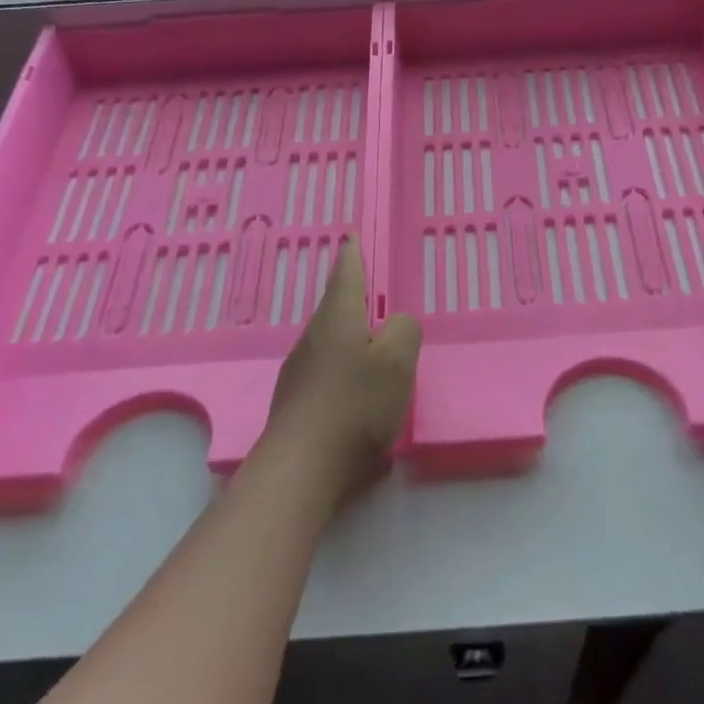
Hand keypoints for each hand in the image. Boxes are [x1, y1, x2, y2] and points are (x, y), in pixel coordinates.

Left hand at [262, 237, 421, 499]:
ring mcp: (300, 372)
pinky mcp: (297, 404)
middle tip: (373, 294)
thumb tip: (398, 324)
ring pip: (331, 342)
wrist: (302, 468)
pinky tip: (361, 396)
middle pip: (336, 308)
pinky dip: (346, 373)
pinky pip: (327, 374)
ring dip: (352, 339)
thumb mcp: (398, 361)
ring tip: (374, 347)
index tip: (352, 235)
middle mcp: (313, 338)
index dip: (353, 253)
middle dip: (354, 299)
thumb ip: (406, 330)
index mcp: (338, 319)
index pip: (346, 274)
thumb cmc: (355, 404)